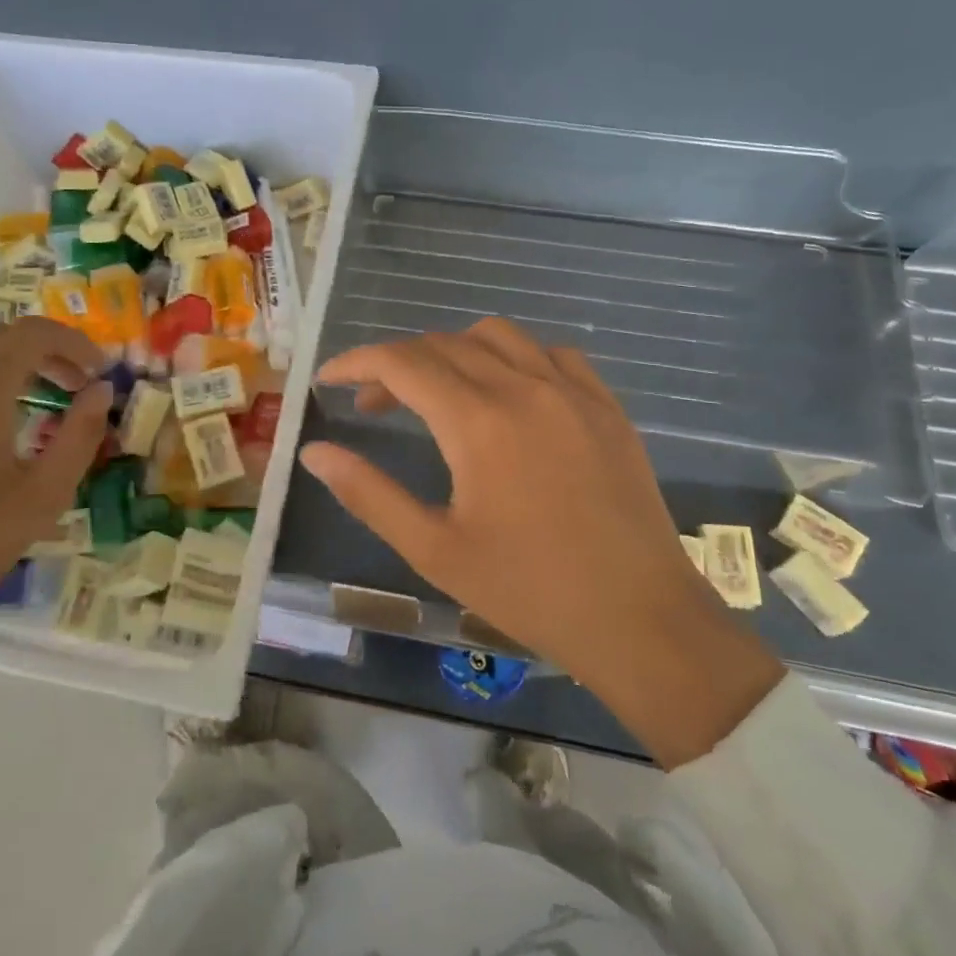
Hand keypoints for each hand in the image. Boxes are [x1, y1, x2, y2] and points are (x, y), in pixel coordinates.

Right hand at [299, 318, 783, 763]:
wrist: (641, 620)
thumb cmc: (530, 591)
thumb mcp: (435, 550)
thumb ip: (368, 493)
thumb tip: (315, 452)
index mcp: (478, 422)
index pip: (401, 363)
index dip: (356, 363)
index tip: (328, 379)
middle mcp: (524, 387)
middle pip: (443, 344)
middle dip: (396, 364)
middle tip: (373, 405)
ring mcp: (572, 391)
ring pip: (497, 336)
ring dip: (453, 351)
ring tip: (437, 393)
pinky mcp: (606, 405)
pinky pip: (552, 354)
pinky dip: (514, 358)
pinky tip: (509, 395)